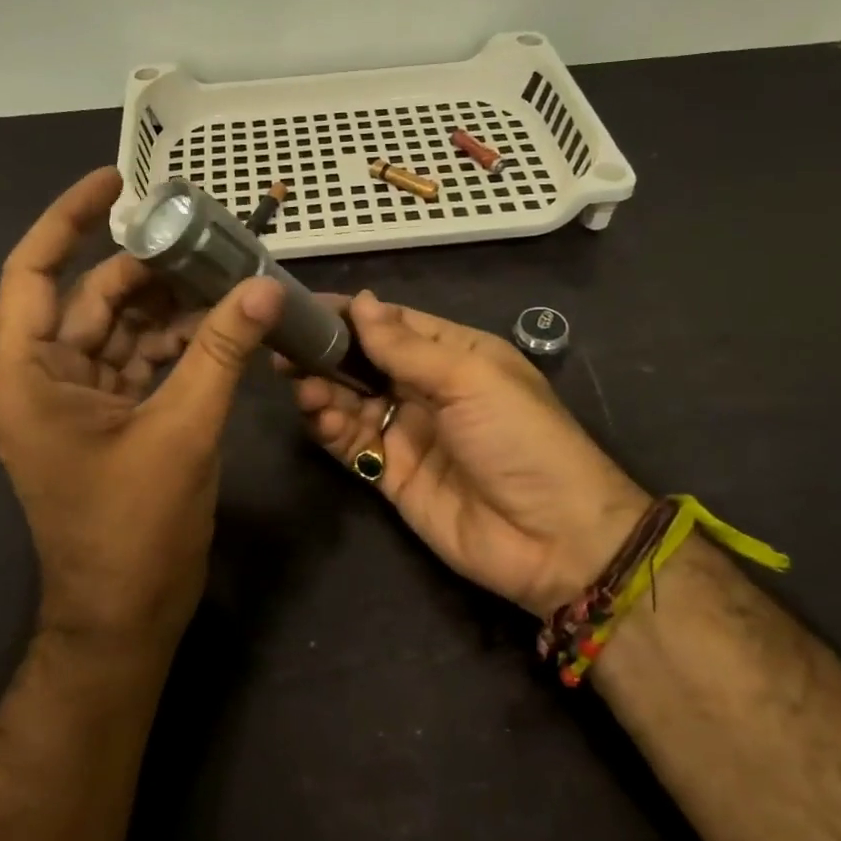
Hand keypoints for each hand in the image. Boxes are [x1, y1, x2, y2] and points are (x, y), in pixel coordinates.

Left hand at [0, 167, 284, 649]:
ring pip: (121, 330)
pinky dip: (175, 344)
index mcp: (30, 376)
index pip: (34, 272)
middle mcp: (43, 380)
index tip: (116, 181)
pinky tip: (220, 328)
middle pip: (92, 299)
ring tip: (227, 278)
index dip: (68, 219)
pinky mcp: (108, 421)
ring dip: (170, 307)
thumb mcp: (182, 431)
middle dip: (148, 269)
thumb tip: (266, 286)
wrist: (124, 618)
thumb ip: (221, 353)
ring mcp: (76, 402)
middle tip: (208, 239)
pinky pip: (139, 363)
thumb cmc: (133, 530)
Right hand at [285, 291, 651, 617]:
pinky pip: (352, 443)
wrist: (554, 539)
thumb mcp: (470, 379)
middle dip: (326, 354)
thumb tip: (360, 301)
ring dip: (323, 391)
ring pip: (351, 401)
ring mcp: (408, 433)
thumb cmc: (520, 439)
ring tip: (303, 387)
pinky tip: (318, 418)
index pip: (392, 324)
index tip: (302, 306)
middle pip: (364, 362)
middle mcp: (427, 388)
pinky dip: (330, 429)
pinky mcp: (392, 475)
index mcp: (455, 354)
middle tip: (285, 350)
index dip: (350, 314)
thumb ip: (407, 346)